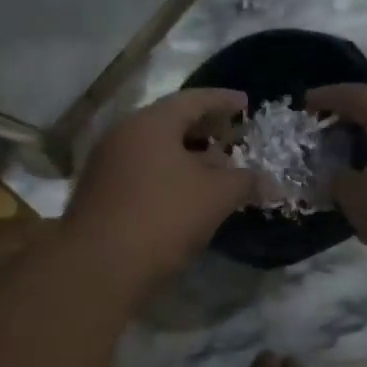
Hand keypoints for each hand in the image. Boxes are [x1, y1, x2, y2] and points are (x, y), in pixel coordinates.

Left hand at [65, 88, 253, 283]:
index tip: (246, 103)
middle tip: (232, 137)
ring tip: (216, 170)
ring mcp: (106, 163)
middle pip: (171, 122)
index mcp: (150, 122)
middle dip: (205, 130)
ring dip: (187, 156)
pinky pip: (142, 170)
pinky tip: (187, 195)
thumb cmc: (162, 218)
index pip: (194, 99)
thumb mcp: (216, 197)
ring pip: (155, 149)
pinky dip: (168, 174)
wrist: (97, 268)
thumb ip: (245, 181)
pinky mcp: (99, 192)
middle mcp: (123, 134)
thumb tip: (269, 181)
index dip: (223, 100)